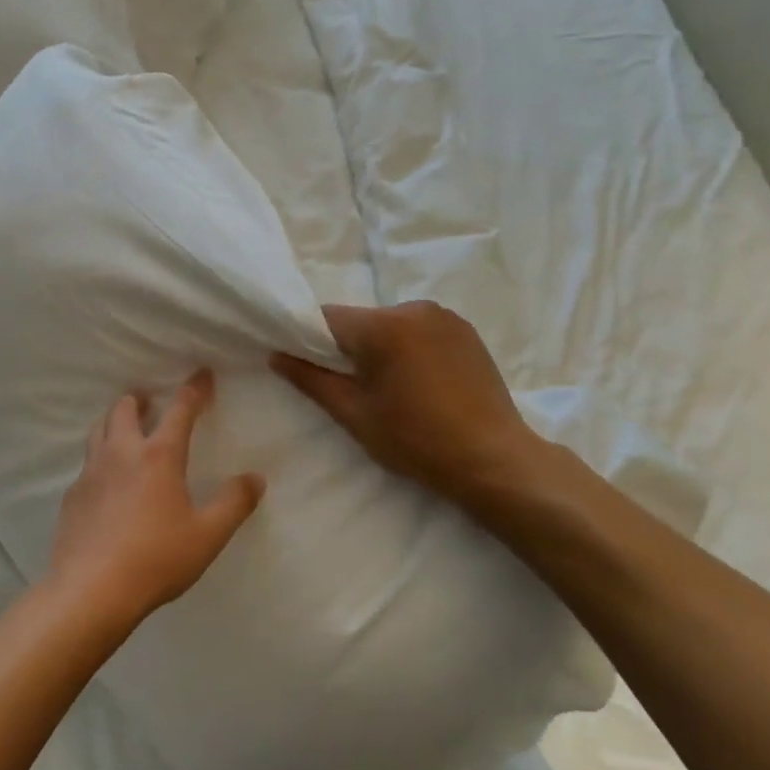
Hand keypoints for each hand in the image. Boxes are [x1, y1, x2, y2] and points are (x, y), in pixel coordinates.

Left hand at [47, 371, 264, 631]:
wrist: (91, 590)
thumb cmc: (156, 559)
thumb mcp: (207, 535)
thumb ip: (234, 503)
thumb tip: (255, 478)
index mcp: (158, 456)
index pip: (180, 410)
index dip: (194, 390)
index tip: (202, 375)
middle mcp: (121, 453)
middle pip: (125, 409)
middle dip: (140, 399)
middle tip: (150, 401)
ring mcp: (91, 473)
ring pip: (99, 430)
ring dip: (114, 421)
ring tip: (126, 429)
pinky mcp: (72, 496)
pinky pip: (87, 464)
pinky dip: (100, 458)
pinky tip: (107, 481)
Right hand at [272, 301, 545, 507]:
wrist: (492, 460)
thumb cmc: (415, 440)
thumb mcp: (354, 415)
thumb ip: (311, 380)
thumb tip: (276, 355)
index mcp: (383, 326)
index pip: (326, 318)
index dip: (309, 340)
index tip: (308, 367)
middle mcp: (414, 309)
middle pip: (361, 320)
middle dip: (349, 347)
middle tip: (353, 388)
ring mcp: (445, 317)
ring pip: (391, 325)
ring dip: (382, 348)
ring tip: (392, 389)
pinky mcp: (467, 331)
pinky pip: (420, 331)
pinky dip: (410, 349)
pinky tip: (420, 383)